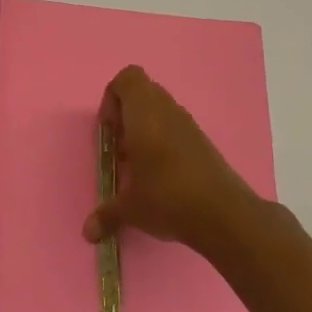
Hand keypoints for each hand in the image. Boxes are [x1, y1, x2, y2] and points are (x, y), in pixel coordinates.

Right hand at [83, 65, 260, 254]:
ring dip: (146, 131)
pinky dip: (164, 143)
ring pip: (161, 112)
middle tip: (120, 149)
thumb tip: (89, 233)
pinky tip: (161, 177)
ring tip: (139, 166)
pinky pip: (176, 129)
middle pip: (142, 94)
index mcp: (144, 112)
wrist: (223, 214)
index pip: (127, 79)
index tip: (109, 131)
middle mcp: (167, 110)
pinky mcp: (204, 143)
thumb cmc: (166, 196)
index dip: (111, 99)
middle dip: (126, 117)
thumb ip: (107, 214)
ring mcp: (189, 125)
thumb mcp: (130, 208)